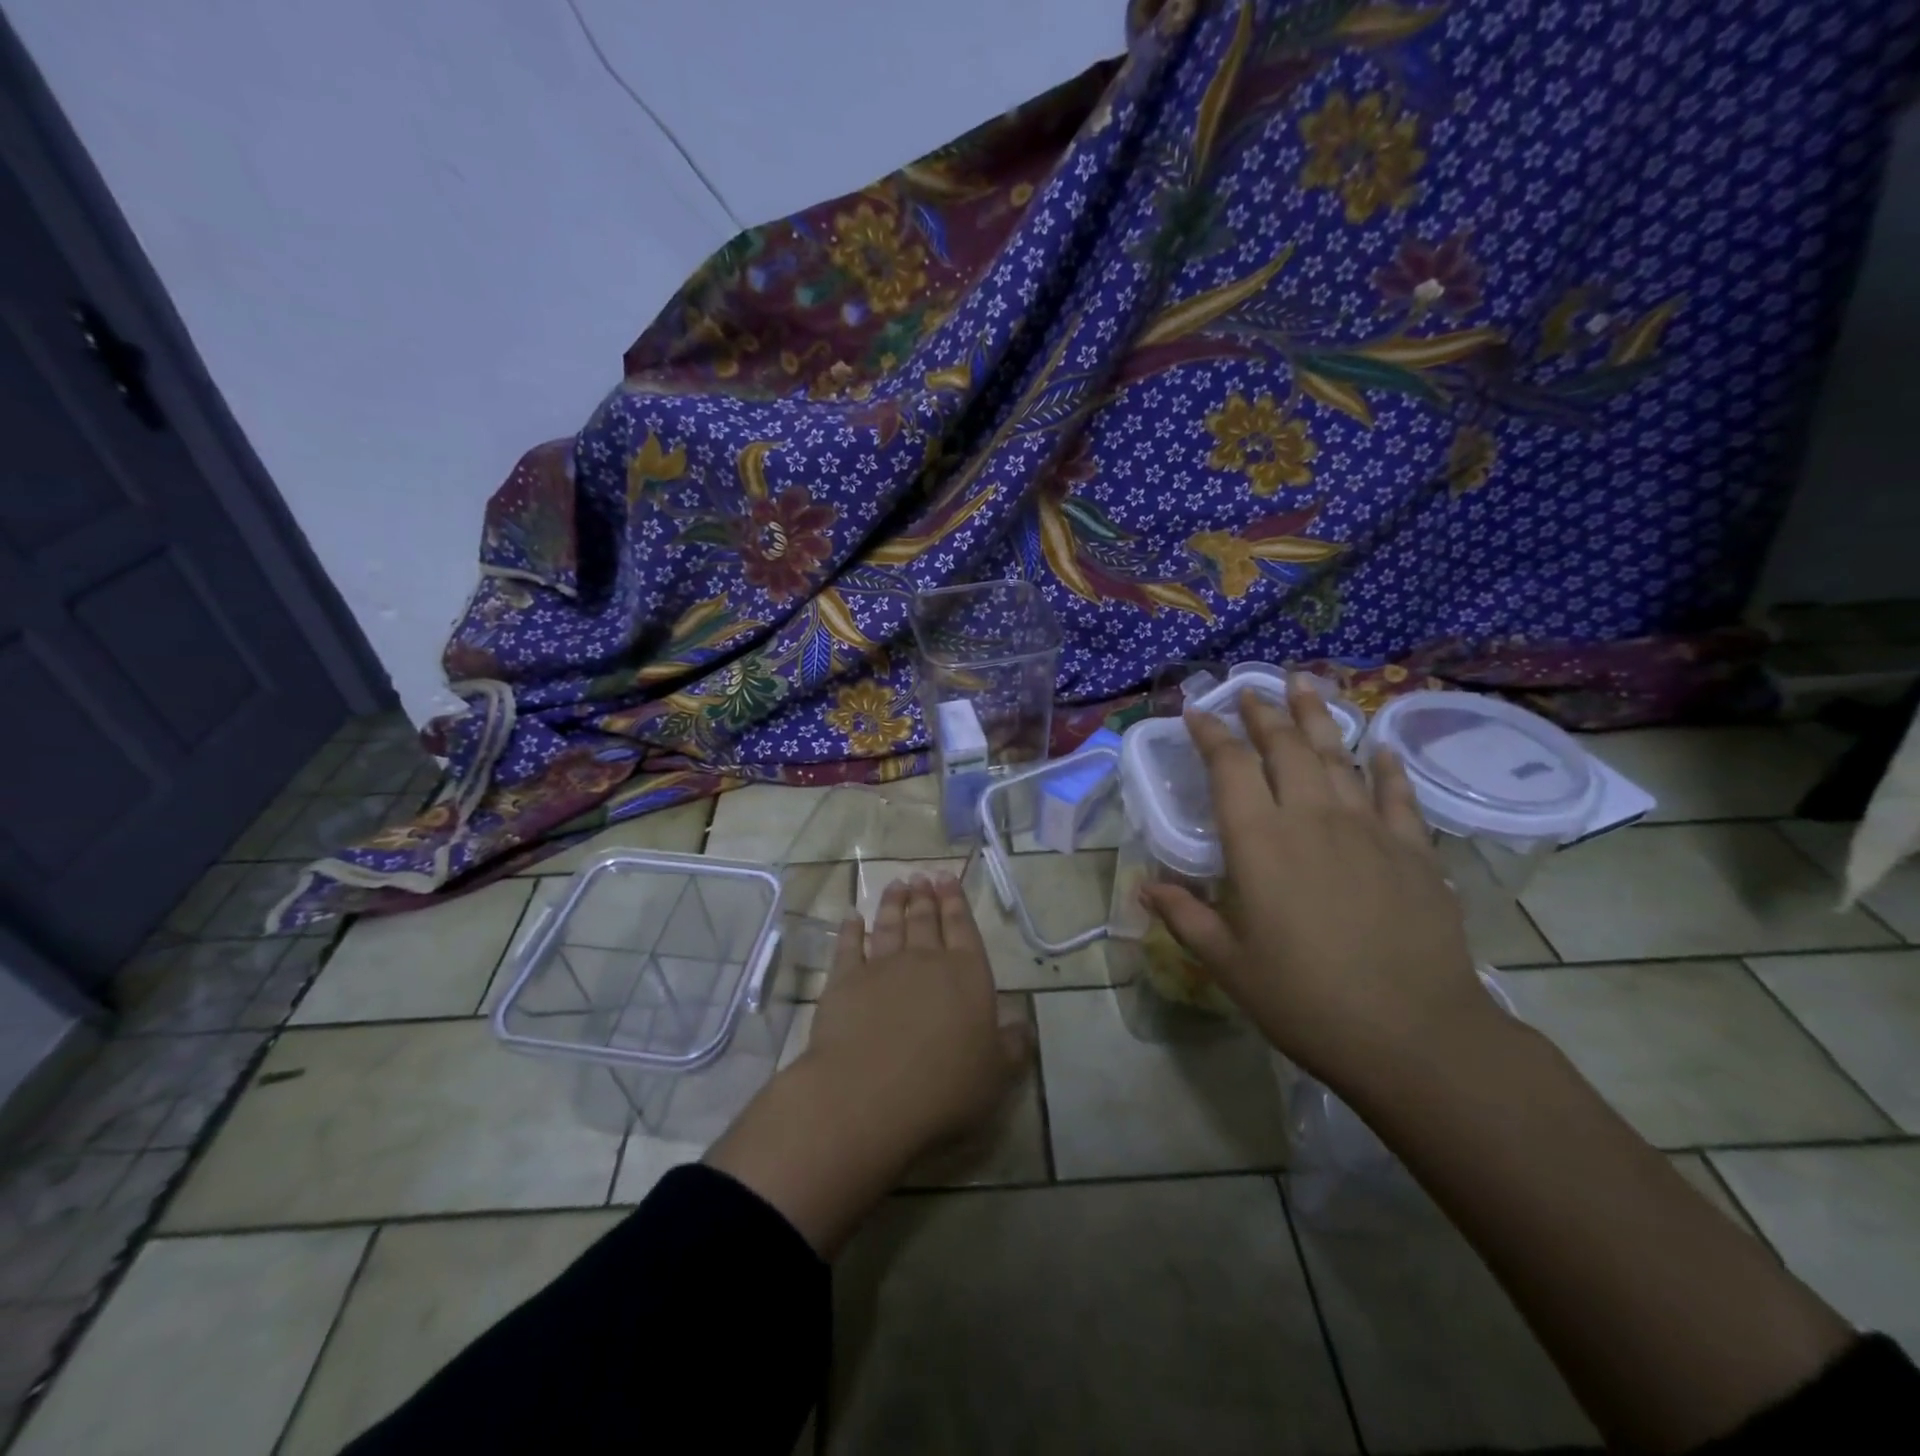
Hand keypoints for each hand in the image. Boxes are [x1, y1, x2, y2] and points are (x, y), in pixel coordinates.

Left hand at [803, 874, 1032, 1155]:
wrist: (869, 1094)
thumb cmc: (943, 1087)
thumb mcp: (995, 1075)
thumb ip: (1012, 1047)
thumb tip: (1025, 1028)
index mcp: (967, 975)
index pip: (963, 928)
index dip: (956, 902)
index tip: (947, 878)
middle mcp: (925, 961)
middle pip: (925, 921)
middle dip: (925, 897)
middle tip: (922, 876)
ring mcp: (882, 967)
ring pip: (889, 926)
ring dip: (893, 904)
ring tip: (896, 885)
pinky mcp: (844, 982)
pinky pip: (848, 947)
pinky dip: (850, 930)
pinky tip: (851, 918)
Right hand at [1139, 675, 1493, 1093]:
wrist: (1414, 1035)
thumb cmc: (1306, 1000)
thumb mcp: (1229, 964)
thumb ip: (1184, 918)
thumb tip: (1144, 887)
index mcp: (1259, 843)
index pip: (1228, 767)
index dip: (1210, 733)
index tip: (1196, 710)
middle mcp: (1311, 819)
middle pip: (1285, 747)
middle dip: (1264, 712)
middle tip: (1251, 687)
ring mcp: (1368, 829)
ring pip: (1338, 756)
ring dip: (1318, 717)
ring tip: (1305, 683)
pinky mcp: (1413, 850)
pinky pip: (1397, 793)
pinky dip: (1386, 766)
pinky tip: (1380, 746)